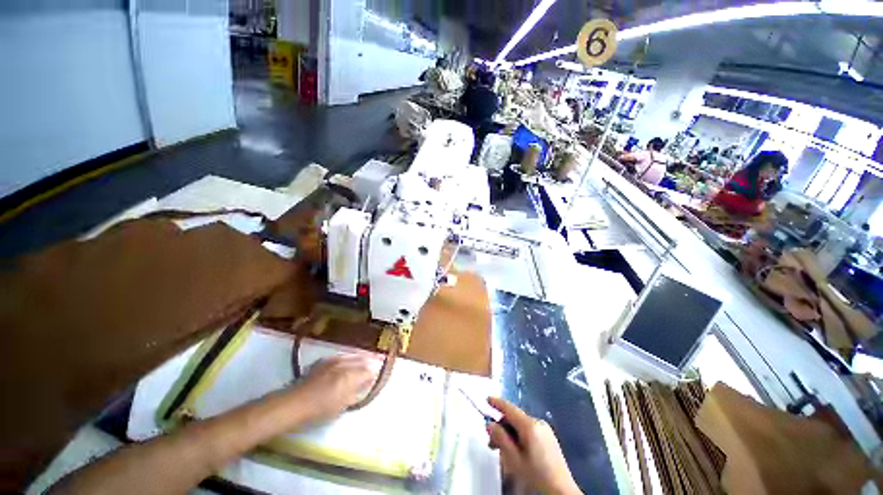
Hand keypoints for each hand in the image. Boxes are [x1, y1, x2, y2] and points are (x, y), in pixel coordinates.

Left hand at [293, 355, 379, 420]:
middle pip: (363, 358)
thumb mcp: (343, 405)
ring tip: (365, 360)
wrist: (294, 403)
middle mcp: (345, 363)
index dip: (375, 373)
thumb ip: (357, 392)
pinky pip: (342, 355)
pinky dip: (348, 358)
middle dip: (371, 361)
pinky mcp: (325, 359)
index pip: (369, 370)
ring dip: (360, 357)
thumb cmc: (320, 410)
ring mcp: (334, 359)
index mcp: (351, 376)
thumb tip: (366, 383)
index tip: (377, 375)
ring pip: (353, 355)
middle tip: (378, 362)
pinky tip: (348, 362)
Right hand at [487, 397, 580, 494]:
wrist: (562, 492)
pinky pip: (529, 430)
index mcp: (530, 425)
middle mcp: (538, 422)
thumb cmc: (536, 475)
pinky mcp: (549, 438)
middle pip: (514, 417)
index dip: (497, 403)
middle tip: (490, 442)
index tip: (486, 399)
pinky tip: (515, 450)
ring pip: (521, 425)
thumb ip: (501, 438)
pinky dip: (518, 436)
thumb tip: (490, 424)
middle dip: (501, 426)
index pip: (510, 408)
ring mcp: (545, 430)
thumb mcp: (514, 459)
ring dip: (509, 433)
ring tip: (501, 449)